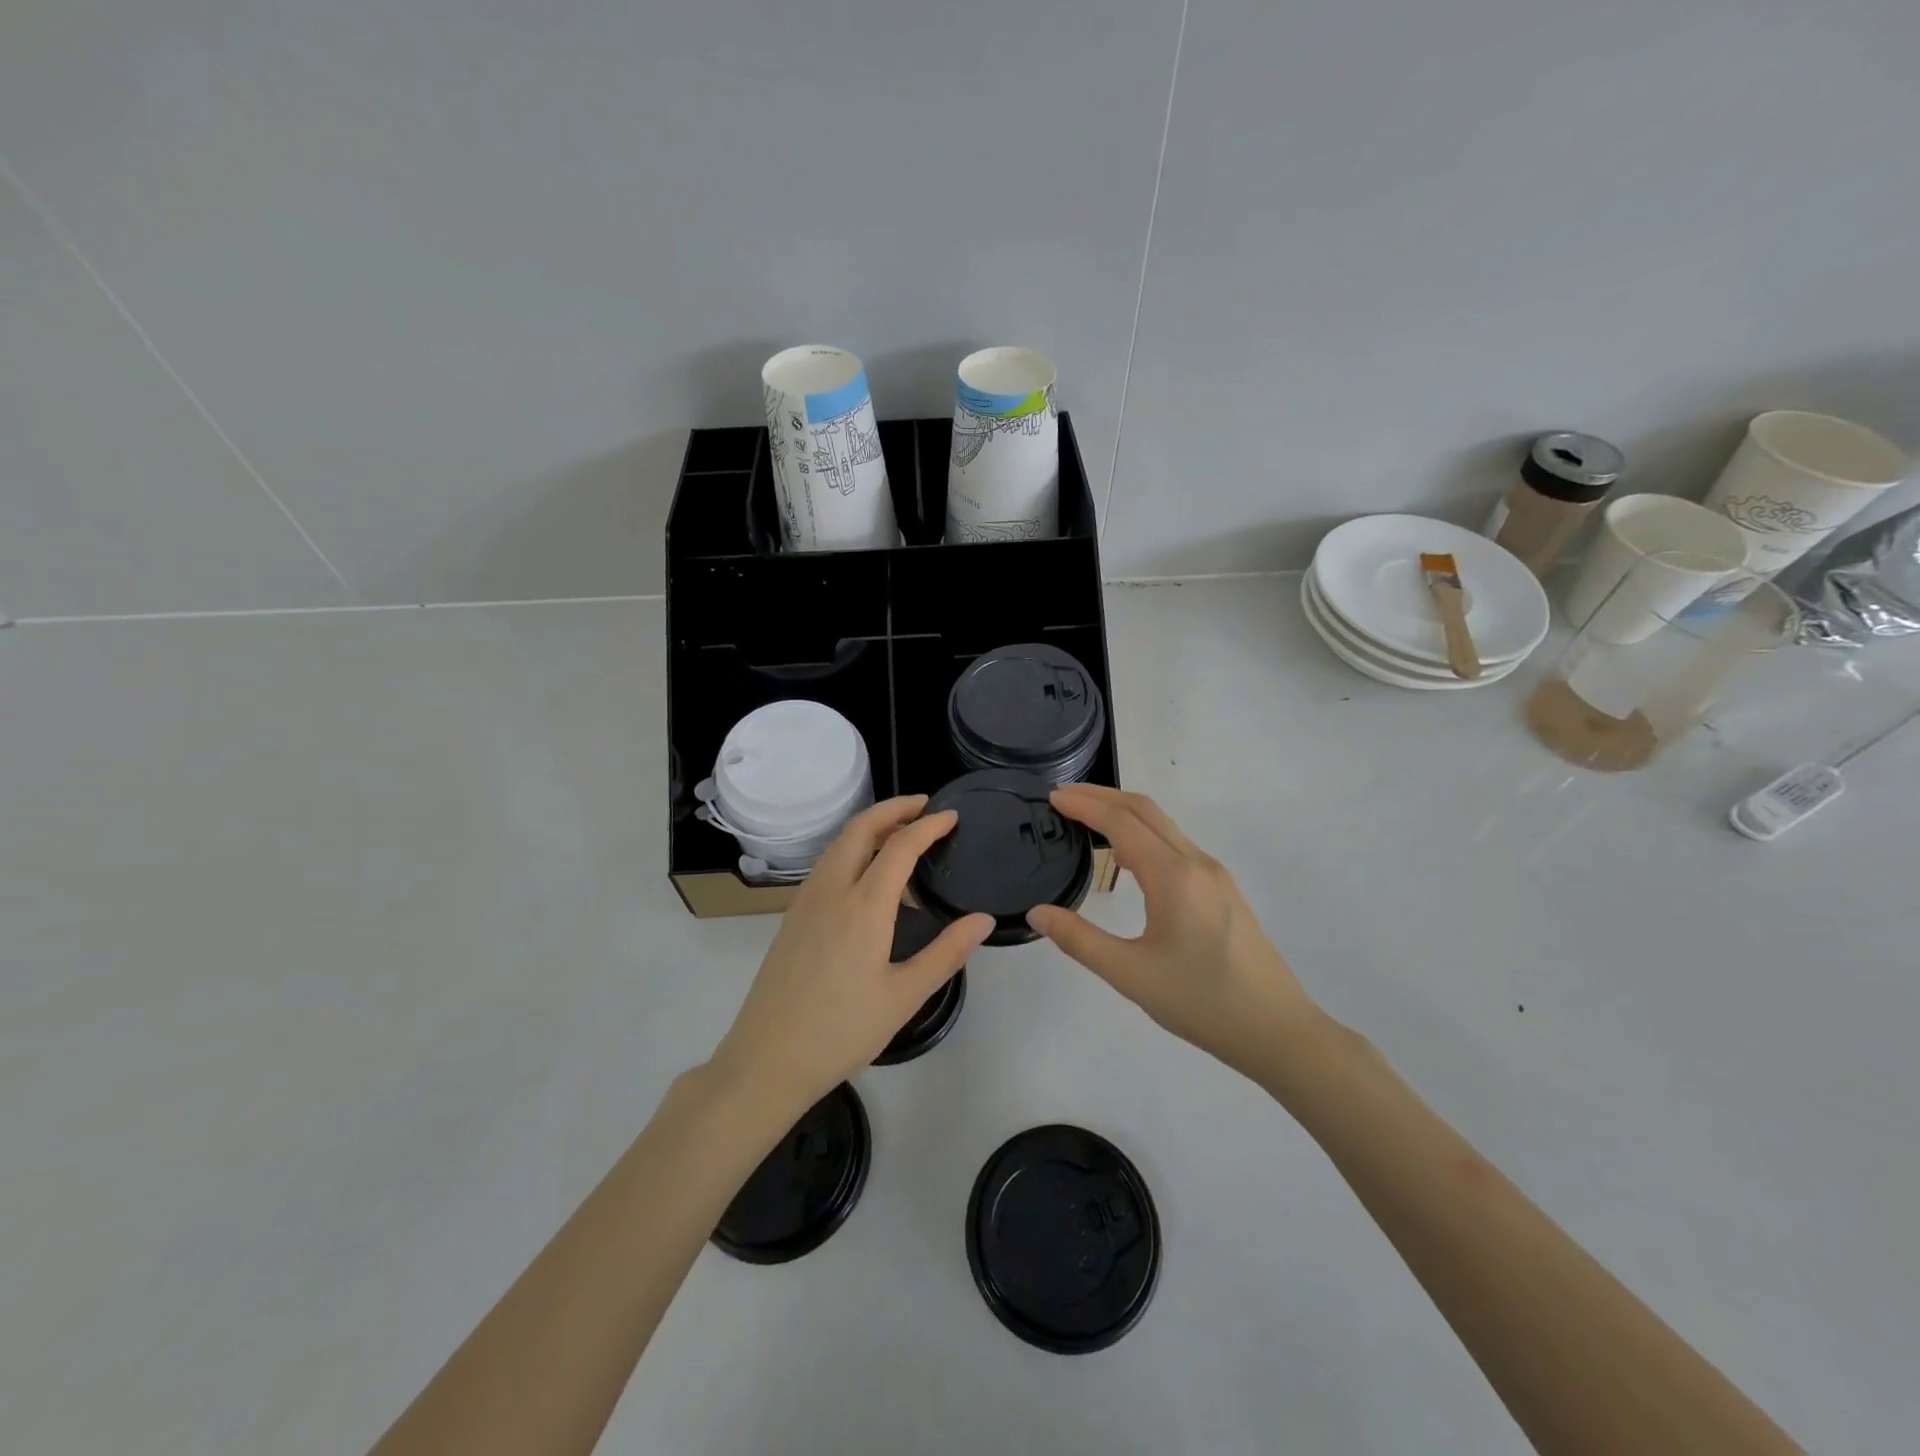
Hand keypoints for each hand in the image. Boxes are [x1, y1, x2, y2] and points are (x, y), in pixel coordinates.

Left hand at [710, 796, 993, 1116]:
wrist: (767, 1059)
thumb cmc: (841, 1031)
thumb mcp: (904, 996)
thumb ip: (947, 953)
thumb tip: (983, 919)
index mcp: (863, 906)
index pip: (900, 845)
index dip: (929, 825)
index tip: (953, 816)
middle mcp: (831, 890)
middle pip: (861, 828)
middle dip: (894, 808)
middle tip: (925, 807)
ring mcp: (806, 900)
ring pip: (839, 844)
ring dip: (871, 827)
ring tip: (902, 836)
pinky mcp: (793, 916)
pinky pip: (827, 865)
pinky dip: (853, 850)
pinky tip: (869, 878)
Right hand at [1027, 784, 1318, 1077]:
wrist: (1278, 1030)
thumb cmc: (1201, 1003)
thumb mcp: (1130, 975)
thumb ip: (1079, 941)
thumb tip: (1038, 913)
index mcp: (1174, 877)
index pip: (1122, 822)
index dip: (1085, 804)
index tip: (1052, 796)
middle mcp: (1197, 863)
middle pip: (1145, 810)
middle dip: (1102, 796)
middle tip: (1064, 797)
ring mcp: (1215, 874)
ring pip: (1164, 825)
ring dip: (1124, 812)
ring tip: (1087, 819)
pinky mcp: (1223, 889)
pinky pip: (1176, 844)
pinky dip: (1143, 832)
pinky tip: (1127, 854)